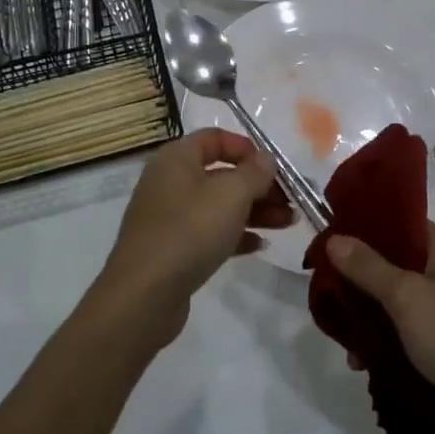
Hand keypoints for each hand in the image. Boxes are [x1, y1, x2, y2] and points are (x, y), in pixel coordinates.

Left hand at [92, 129, 292, 346]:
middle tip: (290, 202)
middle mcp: (170, 181)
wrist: (143, 295)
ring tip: (288, 224)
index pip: (215, 138)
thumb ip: (254, 173)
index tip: (274, 168)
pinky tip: (260, 245)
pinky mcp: (173, 248)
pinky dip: (235, 234)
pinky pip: (209, 232)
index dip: (247, 148)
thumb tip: (266, 159)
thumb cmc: (189, 231)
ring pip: (219, 205)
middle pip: (221, 173)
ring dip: (255, 211)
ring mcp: (169, 216)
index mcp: (177, 158)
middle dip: (259, 186)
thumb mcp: (231, 195)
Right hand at [324, 224, 434, 433]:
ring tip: (342, 339)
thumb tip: (334, 238)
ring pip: (395, 305)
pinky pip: (405, 337)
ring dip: (368, 319)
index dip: (362, 227)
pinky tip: (362, 364)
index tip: (324, 240)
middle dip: (357, 281)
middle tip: (324, 295)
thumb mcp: (408, 297)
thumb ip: (368, 268)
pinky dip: (384, 346)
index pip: (398, 223)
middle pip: (392, 265)